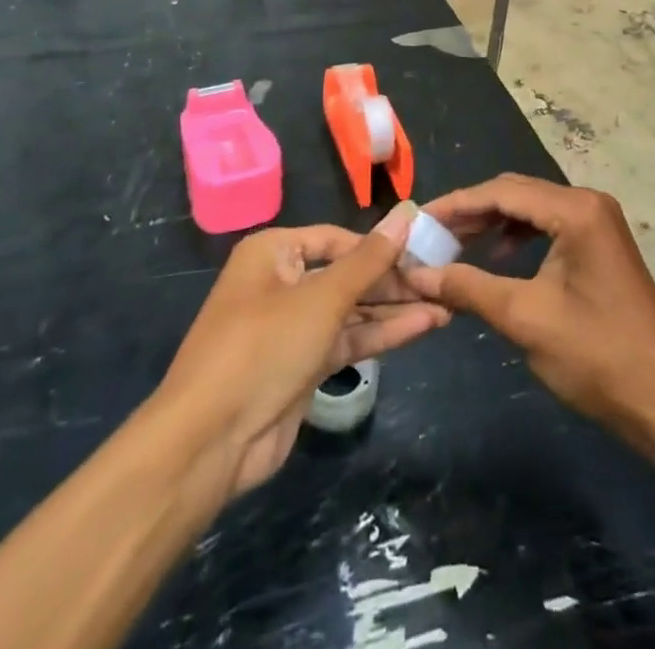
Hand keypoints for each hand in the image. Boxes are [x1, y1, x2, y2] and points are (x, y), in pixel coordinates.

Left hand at [156, 207, 448, 498]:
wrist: (209, 442)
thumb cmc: (263, 347)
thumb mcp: (322, 298)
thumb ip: (369, 259)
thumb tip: (407, 212)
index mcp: (274, 252)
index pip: (338, 239)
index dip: (380, 246)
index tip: (425, 251)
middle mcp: (282, 283)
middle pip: (347, 274)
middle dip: (393, 280)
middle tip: (442, 281)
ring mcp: (292, 327)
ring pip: (351, 310)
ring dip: (394, 309)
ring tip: (445, 305)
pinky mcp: (302, 366)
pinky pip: (347, 340)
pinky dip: (381, 335)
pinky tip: (423, 327)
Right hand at [401, 174, 654, 450]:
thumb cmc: (596, 356)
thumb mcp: (525, 318)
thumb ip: (468, 287)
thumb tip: (416, 274)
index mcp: (576, 209)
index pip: (503, 192)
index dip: (456, 204)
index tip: (418, 219)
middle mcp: (589, 203)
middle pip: (517, 193)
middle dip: (472, 212)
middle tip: (431, 234)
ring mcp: (599, 222)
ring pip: (532, 209)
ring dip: (493, 223)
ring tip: (456, 245)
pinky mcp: (601, 244)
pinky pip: (549, 226)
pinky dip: (518, 236)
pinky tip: (499, 257)